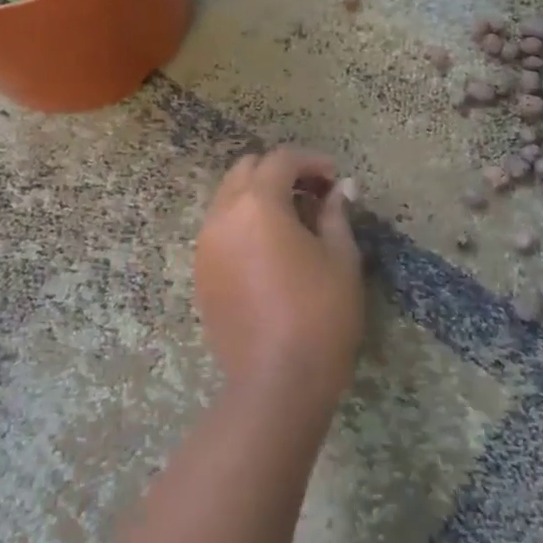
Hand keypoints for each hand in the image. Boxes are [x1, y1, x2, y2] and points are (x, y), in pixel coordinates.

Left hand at [194, 148, 364, 410]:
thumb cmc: (319, 314)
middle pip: (246, 171)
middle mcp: (222, 215)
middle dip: (281, 173)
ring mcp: (205, 245)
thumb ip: (336, 214)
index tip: (335, 180)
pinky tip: (271, 250)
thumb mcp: (341, 258)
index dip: (311, 161)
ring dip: (259, 197)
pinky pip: (220, 230)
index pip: (281, 160)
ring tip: (294, 223)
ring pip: (229, 199)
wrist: (276, 382)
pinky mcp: (201, 273)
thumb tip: (340, 189)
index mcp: (256, 204)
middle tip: (314, 195)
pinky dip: (244, 224)